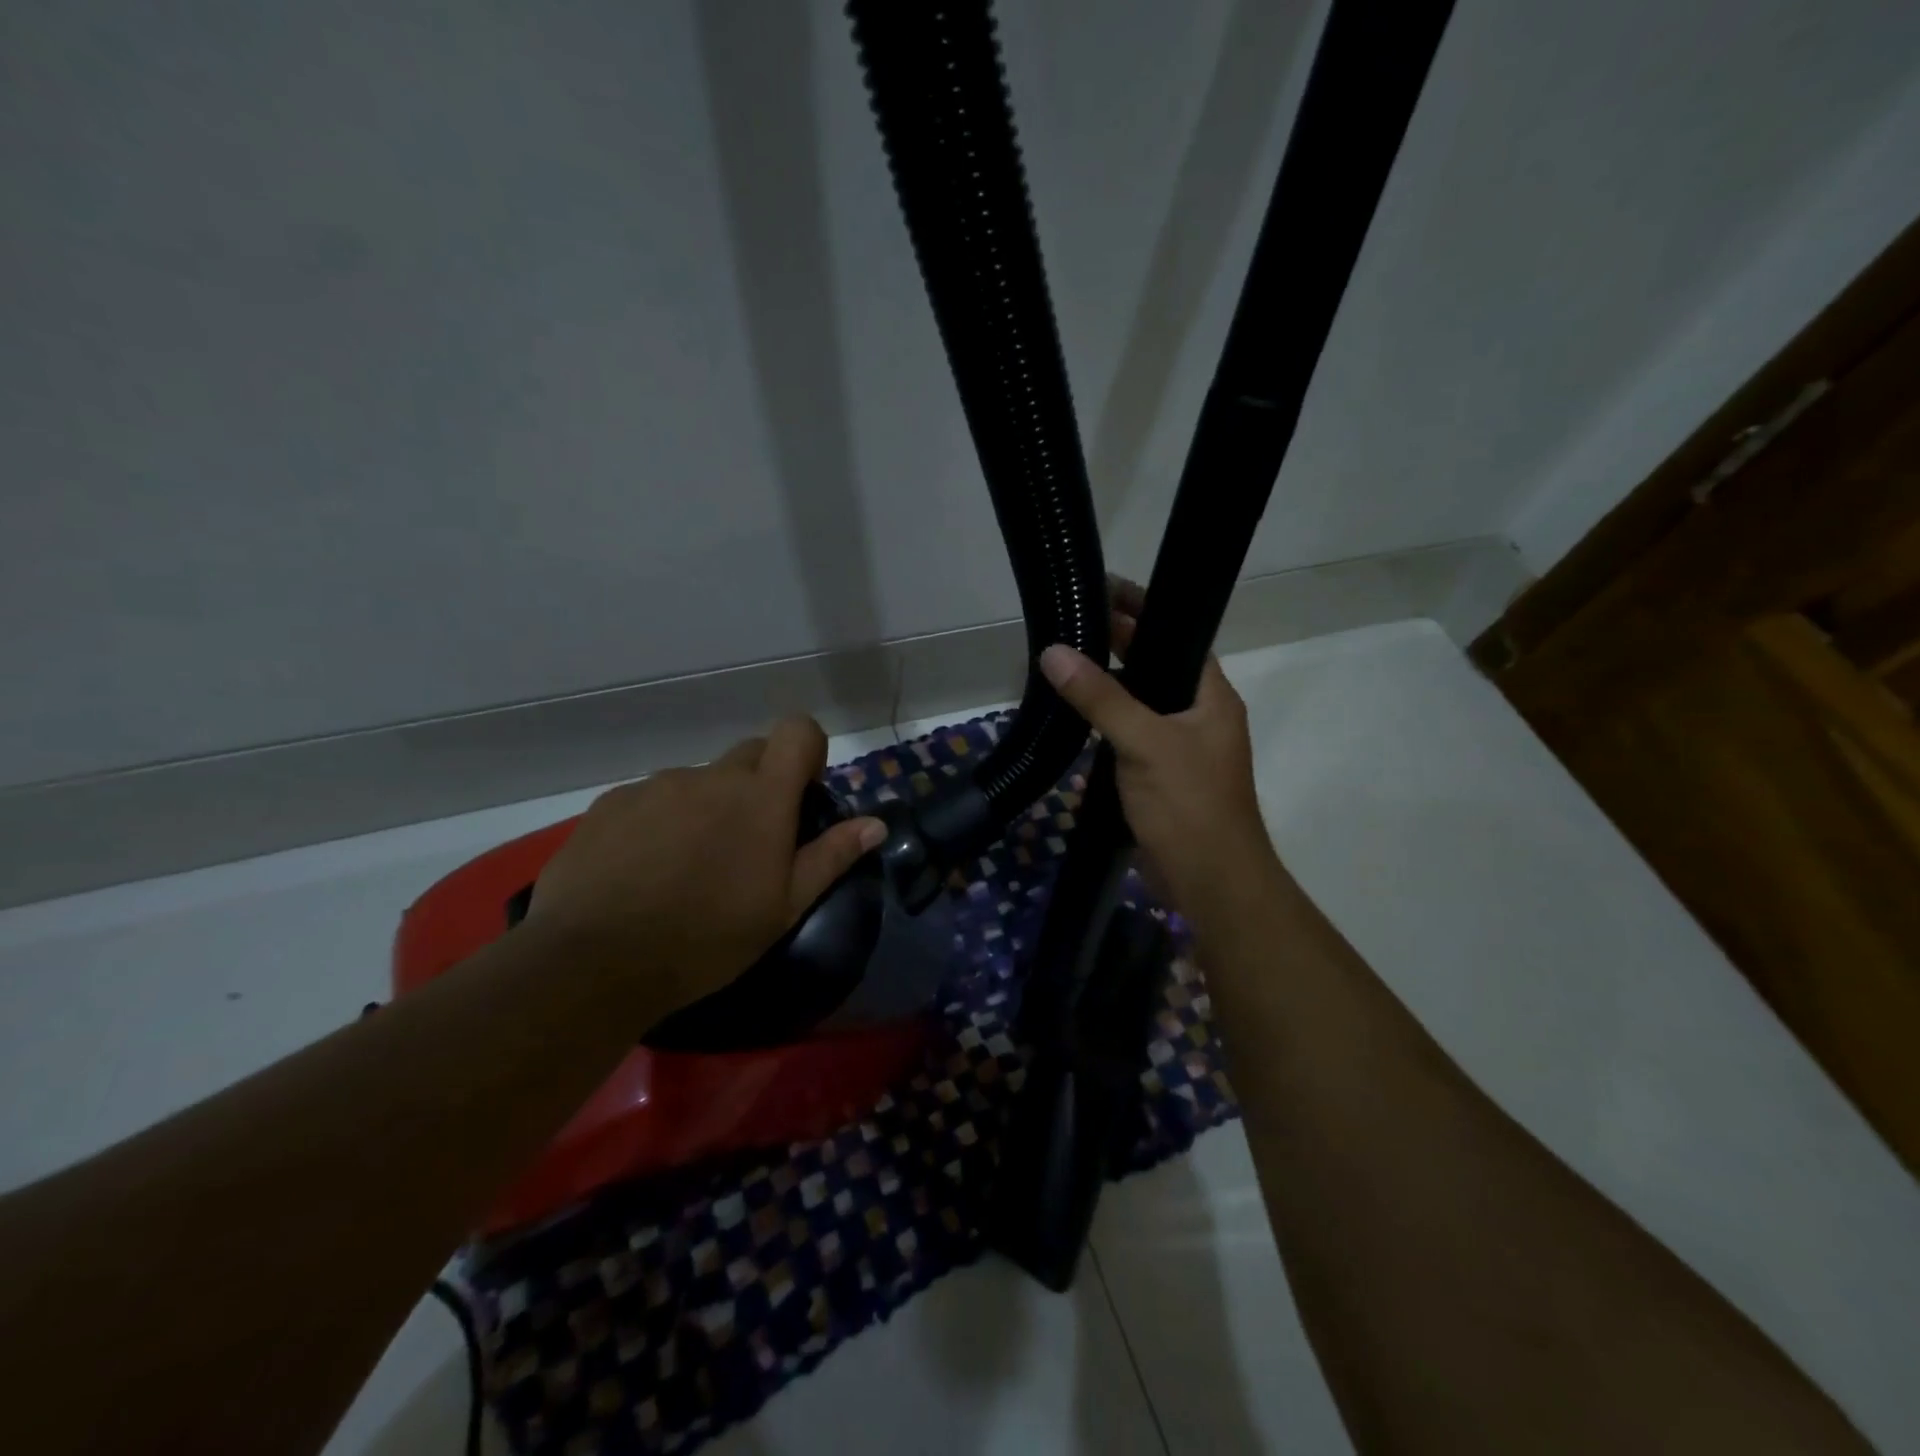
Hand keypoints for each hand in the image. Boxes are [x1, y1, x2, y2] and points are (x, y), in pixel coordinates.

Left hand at [523, 717, 886, 1017]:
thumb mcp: (784, 907)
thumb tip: (876, 823)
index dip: (808, 749)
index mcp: (761, 796)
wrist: (594, 960)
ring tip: (688, 866)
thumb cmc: (707, 937)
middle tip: (750, 841)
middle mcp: (711, 776)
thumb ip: (831, 856)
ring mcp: (656, 786)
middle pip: (750, 754)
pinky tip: (643, 870)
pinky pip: (651, 799)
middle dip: (760, 784)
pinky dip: (659, 822)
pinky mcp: (611, 803)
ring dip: (706, 808)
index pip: (798, 730)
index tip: (802, 792)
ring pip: (699, 781)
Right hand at [1039, 576, 1279, 922]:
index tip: (1102, 589)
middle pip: (1155, 668)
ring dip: (1106, 689)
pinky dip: (1102, 727)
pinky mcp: (1158, 778)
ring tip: (1062, 664)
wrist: (1210, 882)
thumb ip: (1100, 697)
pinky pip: (1127, 739)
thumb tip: (1053, 652)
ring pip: (1138, 706)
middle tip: (1070, 624)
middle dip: (1118, 646)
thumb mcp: (1144, 742)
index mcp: (1210, 697)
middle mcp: (1198, 716)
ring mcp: (1178, 749)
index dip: (1143, 611)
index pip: (1177, 636)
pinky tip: (1072, 720)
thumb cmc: (1189, 804)